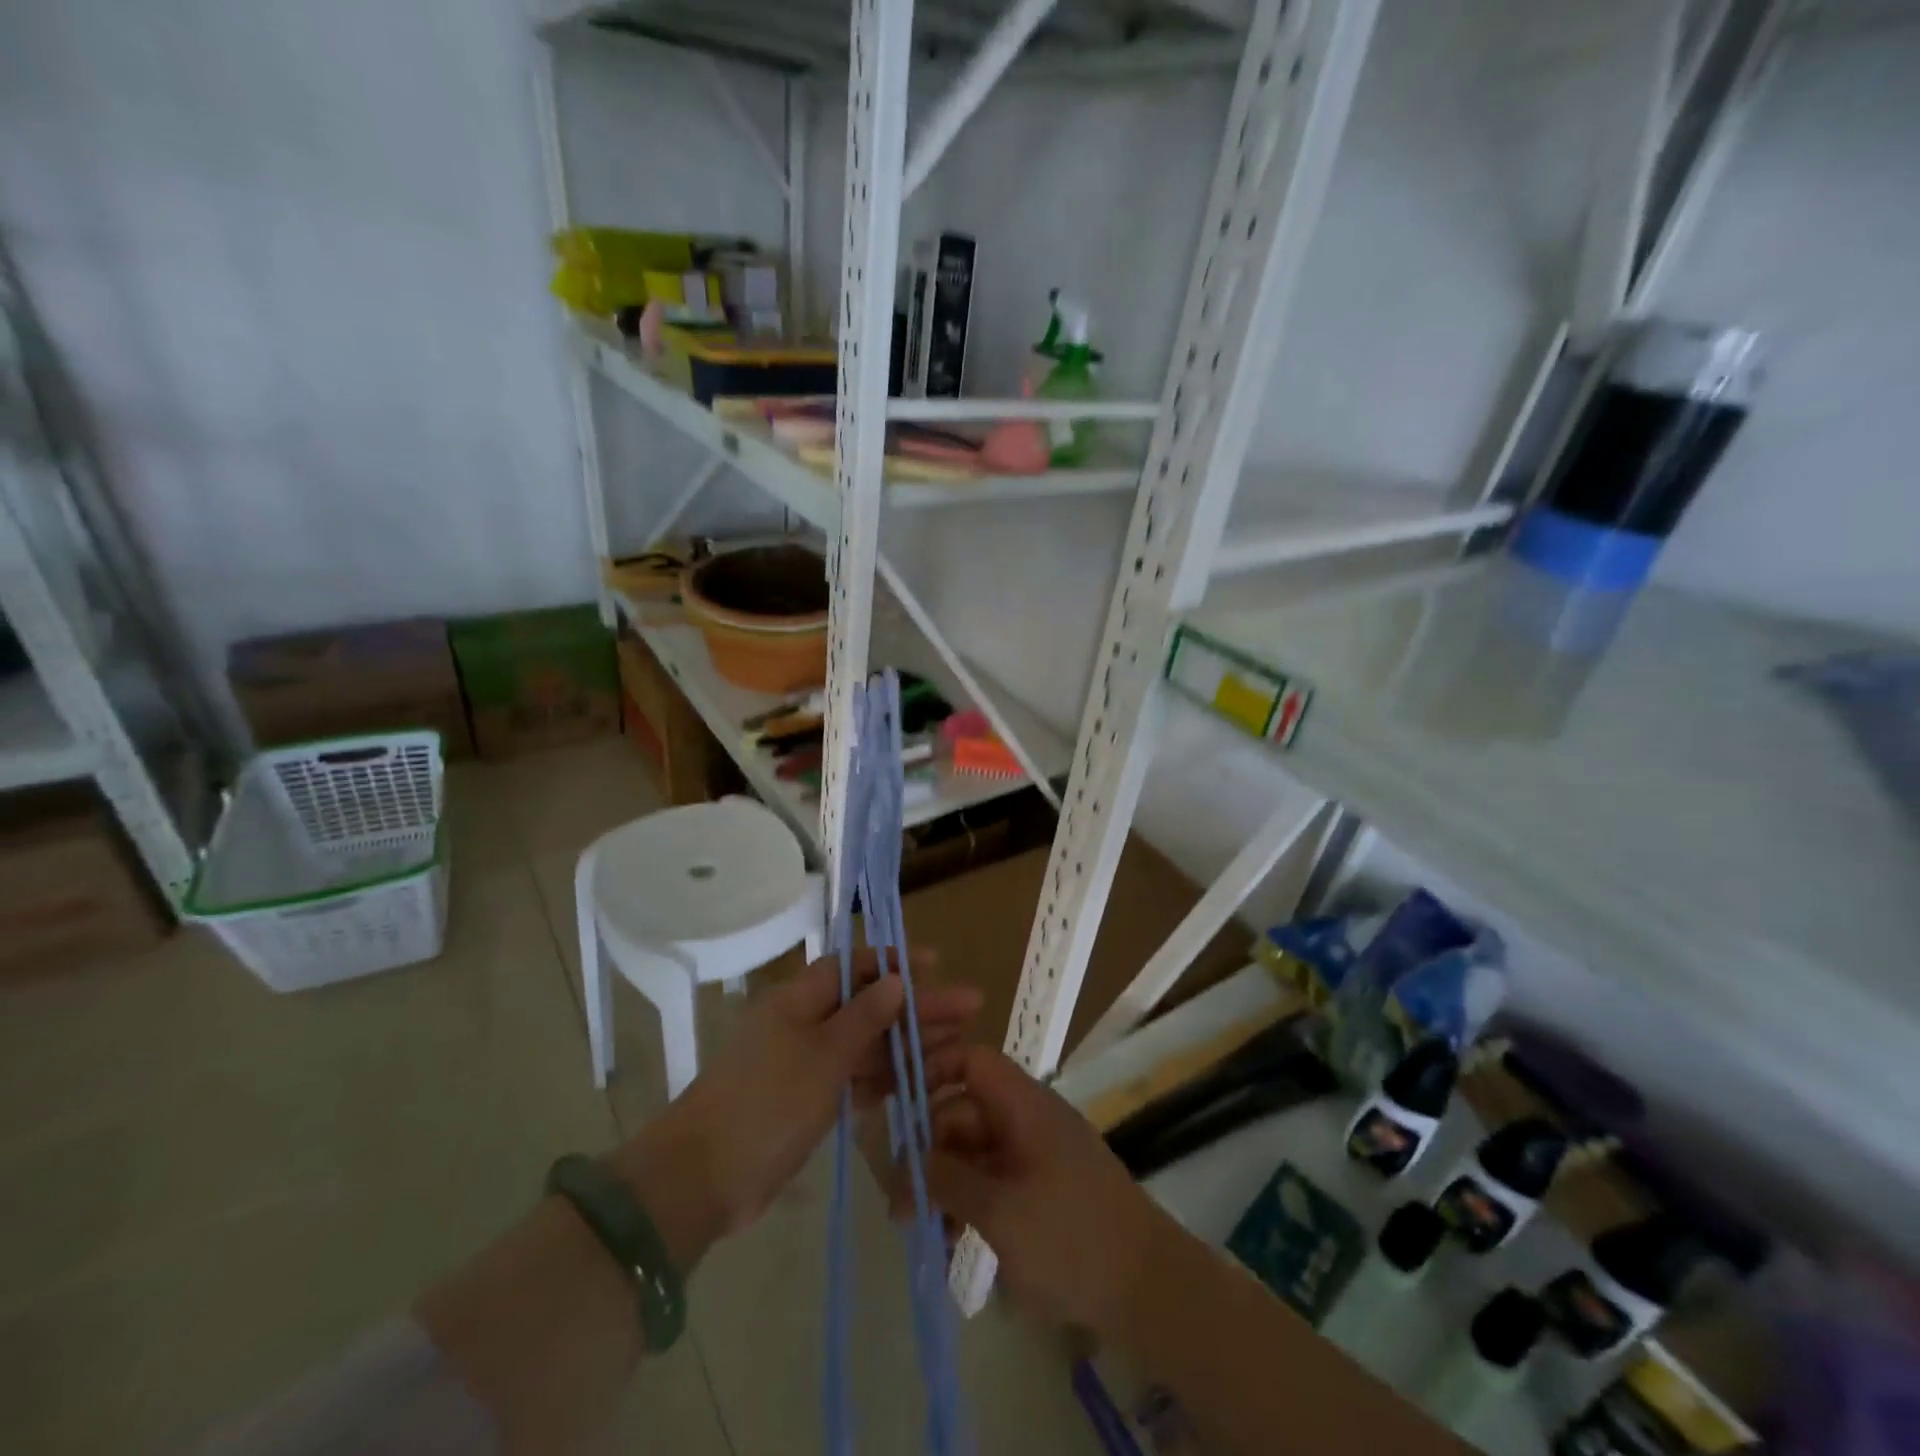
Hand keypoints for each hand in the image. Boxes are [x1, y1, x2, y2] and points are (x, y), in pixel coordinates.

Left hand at [612, 949, 979, 1268]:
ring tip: (960, 1044)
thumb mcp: (822, 1055)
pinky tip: (924, 1079)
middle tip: (969, 1006)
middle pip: (870, 1006)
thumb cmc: (766, 1102)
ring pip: (868, 1045)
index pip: (852, 967)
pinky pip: (858, 1080)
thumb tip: (895, 979)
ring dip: (910, 1044)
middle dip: (917, 1006)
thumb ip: (864, 1018)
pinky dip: (888, 1078)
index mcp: (799, 1000)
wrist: (703, 1179)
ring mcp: (808, 1066)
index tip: (935, 966)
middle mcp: (805, 1025)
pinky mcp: (811, 1103)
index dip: (893, 963)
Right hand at [912, 1045, 1179, 1340]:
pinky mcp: (1040, 1190)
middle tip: (900, 1204)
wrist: (1148, 1288)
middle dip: (929, 1151)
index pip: (973, 1061)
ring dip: (945, 1184)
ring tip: (920, 1232)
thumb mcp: (1001, 1211)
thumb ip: (951, 1180)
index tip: (902, 1110)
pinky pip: (993, 1181)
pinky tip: (950, 1243)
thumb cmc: (1071, 1238)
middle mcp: (1027, 1120)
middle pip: (965, 1112)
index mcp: (1024, 1106)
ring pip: (974, 1152)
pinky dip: (969, 1203)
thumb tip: (914, 1160)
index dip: (935, 1072)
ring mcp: (1035, 1156)